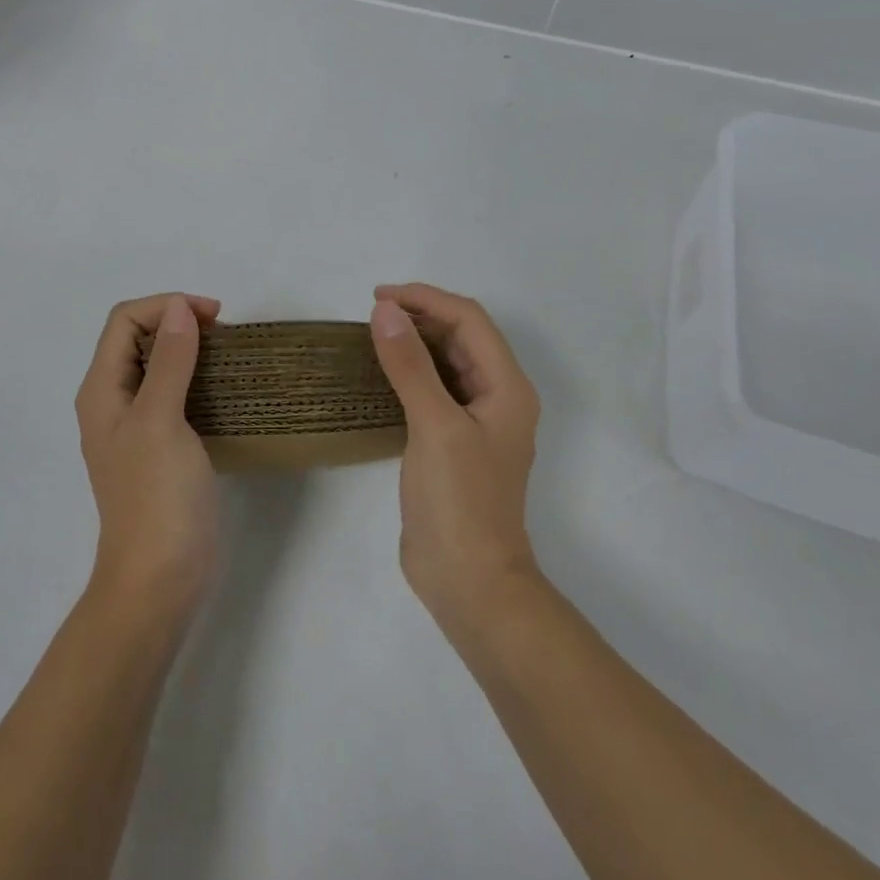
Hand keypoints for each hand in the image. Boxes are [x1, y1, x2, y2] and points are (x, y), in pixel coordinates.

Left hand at [75, 293, 222, 615]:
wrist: (159, 579)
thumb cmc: (156, 496)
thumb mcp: (160, 420)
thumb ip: (170, 362)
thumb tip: (178, 309)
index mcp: (102, 390)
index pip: (125, 321)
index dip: (165, 306)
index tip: (213, 317)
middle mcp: (113, 402)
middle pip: (138, 339)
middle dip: (177, 323)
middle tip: (223, 334)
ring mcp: (137, 427)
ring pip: (158, 366)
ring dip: (189, 350)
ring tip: (228, 356)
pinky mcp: (161, 447)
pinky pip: (175, 395)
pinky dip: (197, 379)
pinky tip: (224, 390)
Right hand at [370, 283, 542, 630]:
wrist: (469, 582)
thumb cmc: (460, 501)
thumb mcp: (433, 425)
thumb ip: (410, 364)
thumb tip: (385, 310)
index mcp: (507, 387)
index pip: (469, 320)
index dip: (426, 299)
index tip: (378, 297)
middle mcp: (497, 397)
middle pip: (462, 336)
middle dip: (421, 315)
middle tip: (372, 313)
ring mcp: (476, 421)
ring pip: (448, 362)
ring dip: (416, 341)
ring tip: (374, 333)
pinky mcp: (454, 442)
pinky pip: (434, 389)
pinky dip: (411, 371)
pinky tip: (382, 372)